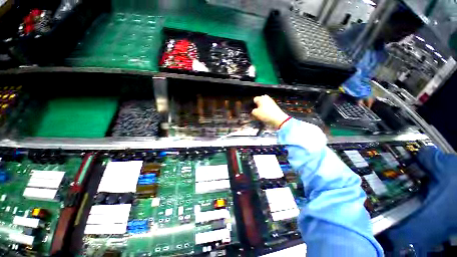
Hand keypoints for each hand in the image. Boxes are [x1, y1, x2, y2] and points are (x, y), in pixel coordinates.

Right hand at [251, 95, 288, 128]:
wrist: (278, 119)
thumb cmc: (265, 114)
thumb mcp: (255, 113)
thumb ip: (252, 111)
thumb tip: (253, 111)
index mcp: (261, 97)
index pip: (254, 100)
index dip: (252, 105)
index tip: (251, 111)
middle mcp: (266, 98)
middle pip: (259, 102)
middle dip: (256, 107)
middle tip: (255, 114)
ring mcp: (271, 102)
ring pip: (263, 105)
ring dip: (261, 110)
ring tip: (260, 116)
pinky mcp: (274, 106)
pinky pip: (267, 108)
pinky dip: (265, 111)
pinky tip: (265, 116)